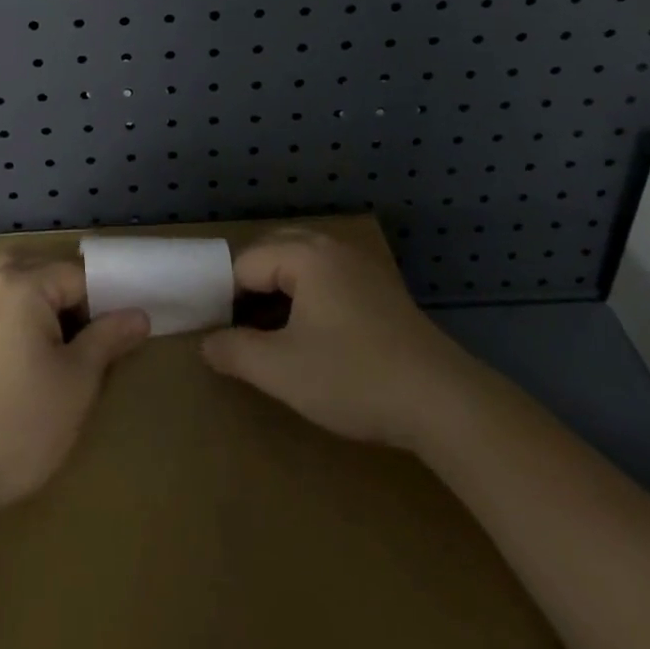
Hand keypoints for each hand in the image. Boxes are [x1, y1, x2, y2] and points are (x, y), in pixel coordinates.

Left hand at [0, 259, 148, 529]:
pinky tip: (33, 353)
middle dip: (75, 297)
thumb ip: (108, 338)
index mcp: (23, 283)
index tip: (121, 334)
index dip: (106, 302)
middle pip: (47, 270)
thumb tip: (140, 314)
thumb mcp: (77, 382)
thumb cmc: (20, 424)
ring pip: (21, 284)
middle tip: (95, 337)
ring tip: (66, 343)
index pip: (80, 276)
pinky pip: (0, 303)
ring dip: (46, 303)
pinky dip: (22, 314)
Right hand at [201, 230, 461, 450]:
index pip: (245, 263)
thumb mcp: (283, 371)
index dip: (225, 297)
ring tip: (268, 331)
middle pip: (273, 251)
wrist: (443, 401)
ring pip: (302, 262)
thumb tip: (206, 343)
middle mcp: (332, 247)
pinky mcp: (380, 287)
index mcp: (305, 255)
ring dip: (279, 289)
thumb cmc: (354, 378)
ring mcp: (361, 264)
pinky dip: (307, 294)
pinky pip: (328, 275)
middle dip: (250, 285)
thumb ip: (235, 352)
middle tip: (238, 328)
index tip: (220, 334)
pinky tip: (311, 332)